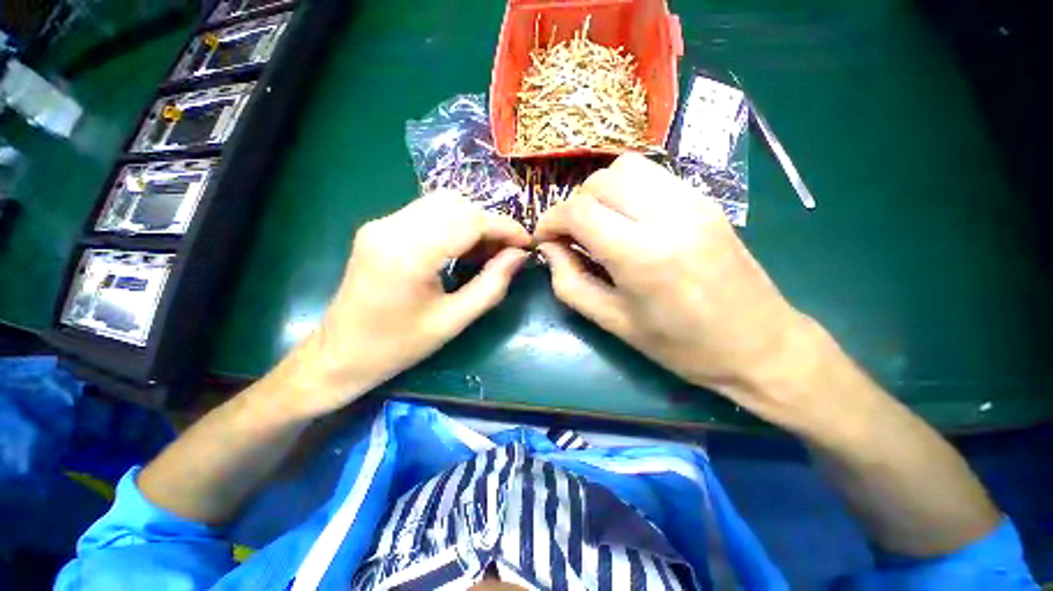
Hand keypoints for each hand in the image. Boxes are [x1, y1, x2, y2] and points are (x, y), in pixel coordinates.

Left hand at [280, 191, 530, 417]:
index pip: (469, 221)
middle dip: (491, 223)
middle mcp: (391, 227)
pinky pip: (427, 212)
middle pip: (457, 204)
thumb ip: (492, 284)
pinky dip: (454, 224)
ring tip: (487, 251)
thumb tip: (519, 256)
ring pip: (443, 202)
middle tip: (507, 252)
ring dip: (473, 221)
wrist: (341, 353)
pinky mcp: (379, 227)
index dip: (505, 228)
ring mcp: (381, 223)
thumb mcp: (454, 321)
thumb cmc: (399, 346)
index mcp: (408, 254)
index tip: (527, 244)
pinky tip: (462, 248)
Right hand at [535, 154, 813, 419]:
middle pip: (600, 181)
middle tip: (572, 237)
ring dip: (599, 193)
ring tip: (599, 225)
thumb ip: (570, 283)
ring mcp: (693, 201)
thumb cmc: (681, 345)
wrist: (760, 344)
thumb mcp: (613, 323)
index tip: (545, 240)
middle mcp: (668, 216)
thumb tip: (550, 249)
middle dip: (574, 206)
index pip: (579, 211)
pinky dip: (626, 191)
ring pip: (626, 168)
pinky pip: (652, 176)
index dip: (551, 221)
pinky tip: (628, 220)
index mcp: (643, 255)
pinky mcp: (705, 200)